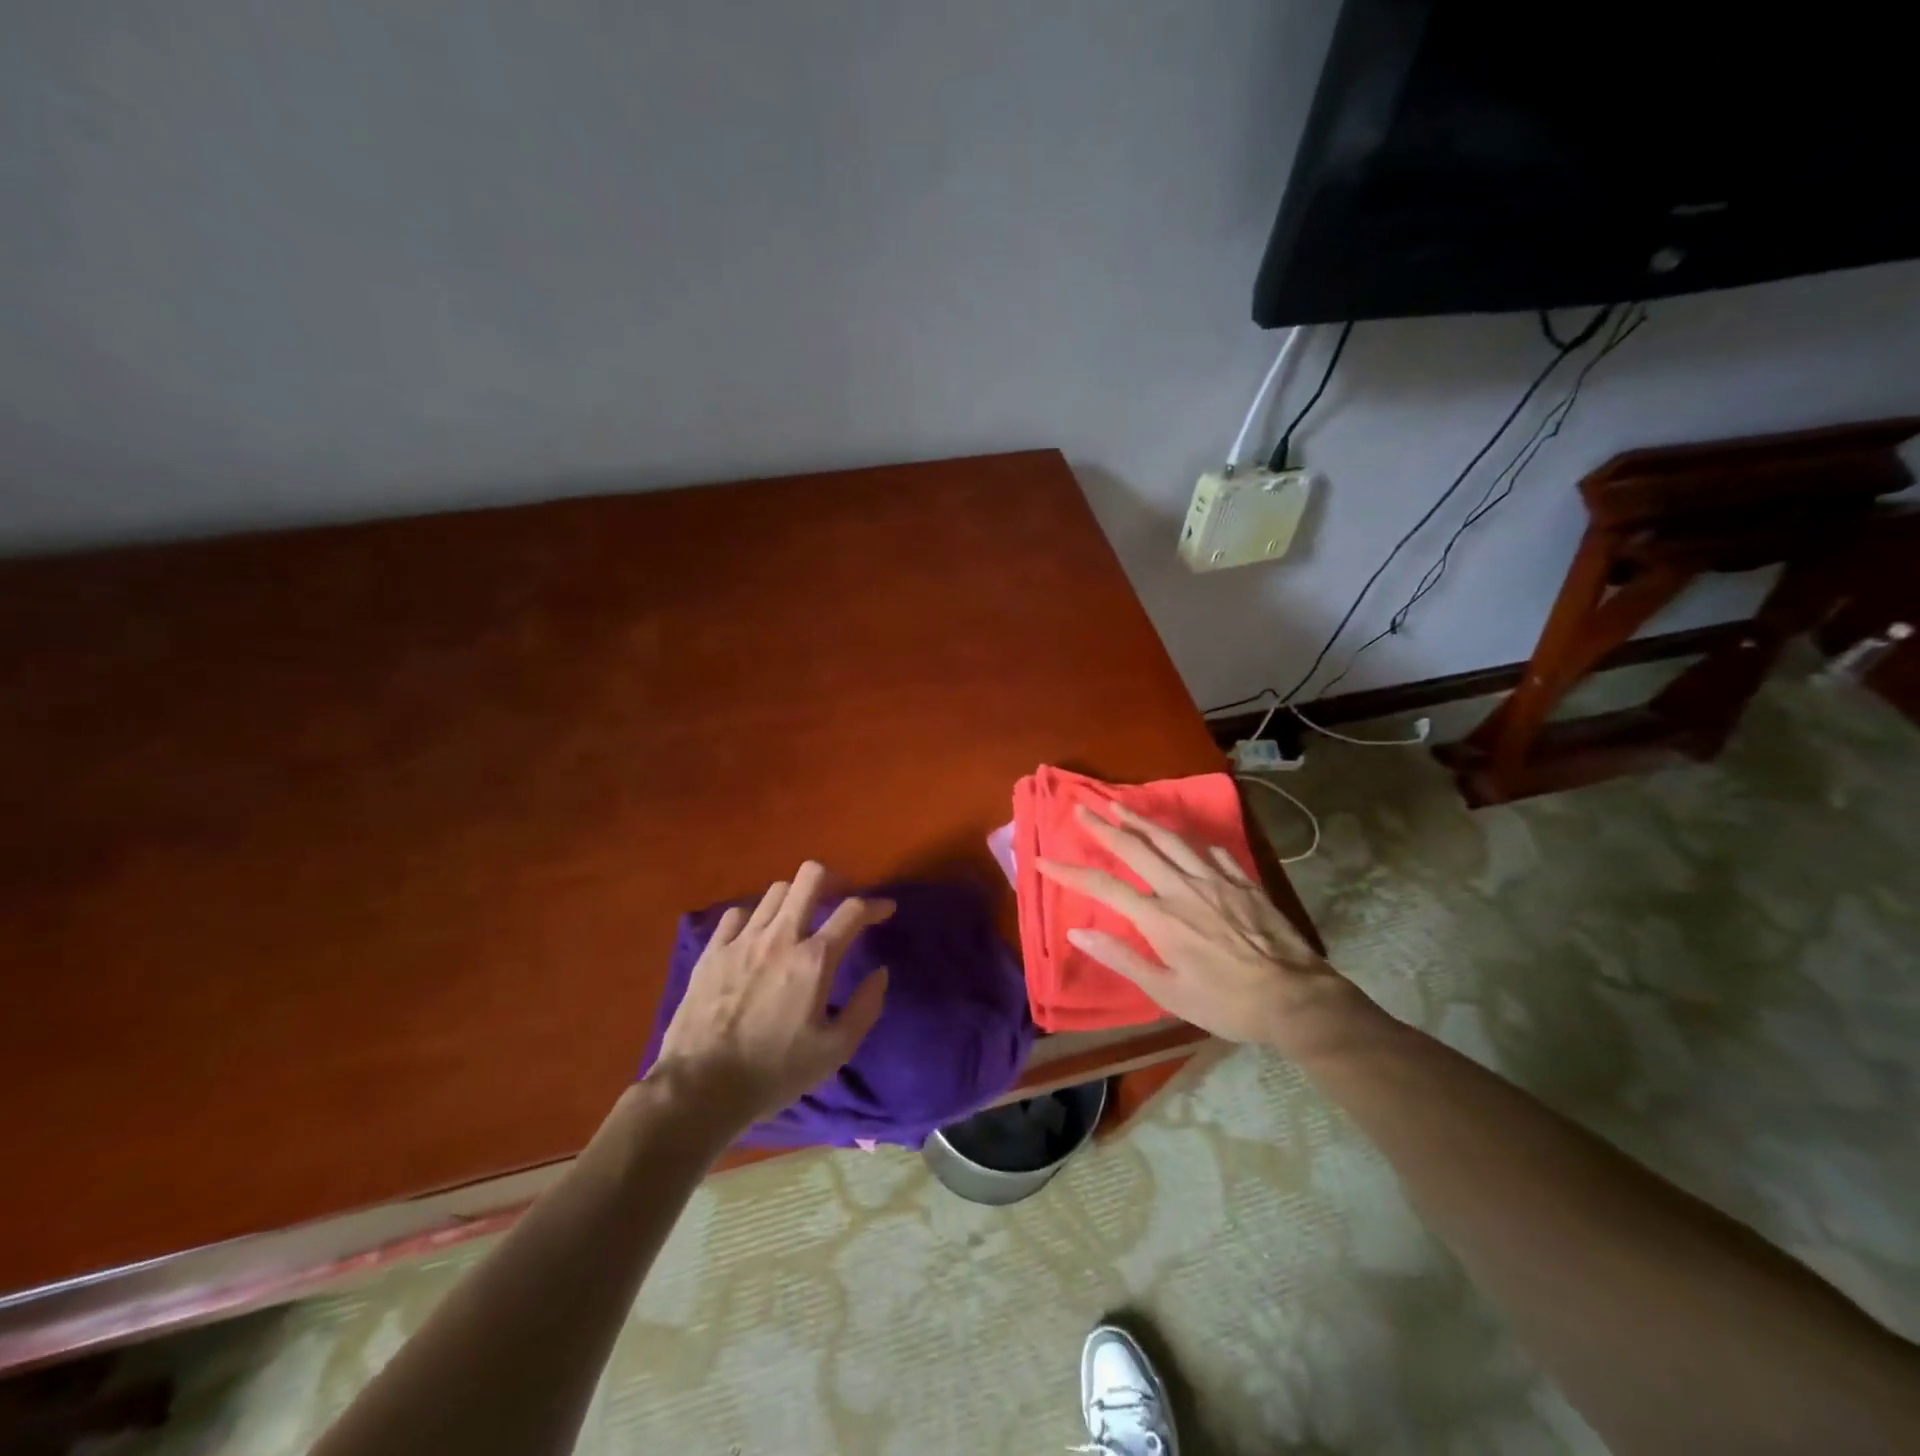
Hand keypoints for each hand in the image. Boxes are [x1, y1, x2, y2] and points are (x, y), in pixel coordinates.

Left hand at [651, 862, 891, 1130]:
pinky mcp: (712, 950)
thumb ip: (865, 1007)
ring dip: (796, 898)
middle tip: (840, 898)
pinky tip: (758, 936)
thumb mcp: (835, 1051)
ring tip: (800, 918)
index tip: (885, 910)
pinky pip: (738, 913)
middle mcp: (780, 936)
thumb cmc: (774, 1072)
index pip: (852, 910)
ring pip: (776, 890)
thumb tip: (881, 973)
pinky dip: (755, 917)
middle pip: (810, 876)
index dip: (875, 904)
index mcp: (815, 959)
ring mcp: (742, 939)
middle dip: (833, 879)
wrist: (700, 1087)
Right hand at [1035, 802, 1356, 1052]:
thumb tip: (1077, 930)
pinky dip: (1192, 841)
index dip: (1070, 872)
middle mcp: (1183, 888)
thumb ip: (1122, 958)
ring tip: (1120, 804)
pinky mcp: (1243, 882)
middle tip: (1080, 807)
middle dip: (1103, 826)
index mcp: (1160, 917)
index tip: (1043, 860)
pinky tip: (1185, 837)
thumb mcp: (1168, 992)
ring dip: (1142, 820)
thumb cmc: (1226, 1003)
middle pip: (1135, 848)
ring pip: (1171, 839)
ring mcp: (1216, 880)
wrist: (1296, 998)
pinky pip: (1213, 851)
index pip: (1104, 887)